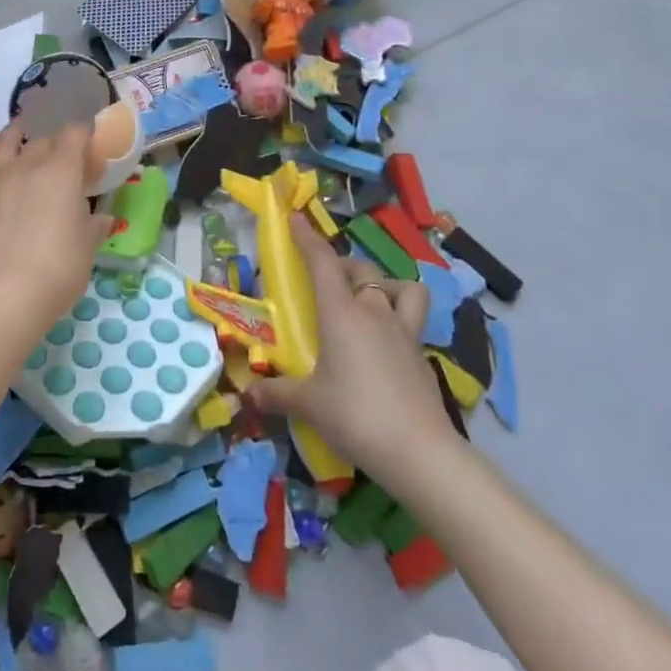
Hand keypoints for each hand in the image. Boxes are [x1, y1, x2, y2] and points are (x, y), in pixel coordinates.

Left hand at [0, 120, 110, 321]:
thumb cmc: (56, 270)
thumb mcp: (86, 250)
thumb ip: (92, 228)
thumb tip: (102, 219)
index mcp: (61, 172)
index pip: (74, 135)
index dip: (83, 135)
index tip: (89, 143)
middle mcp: (25, 167)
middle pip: (40, 142)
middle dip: (52, 143)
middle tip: (59, 155)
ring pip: (0, 148)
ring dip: (9, 137)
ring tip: (15, 131)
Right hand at [249, 215, 455, 473]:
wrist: (420, 452)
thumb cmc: (355, 415)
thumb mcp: (308, 405)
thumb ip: (276, 394)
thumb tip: (248, 395)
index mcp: (341, 313)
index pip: (322, 261)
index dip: (307, 237)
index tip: (295, 218)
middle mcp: (374, 311)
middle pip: (361, 269)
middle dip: (342, 265)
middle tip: (326, 282)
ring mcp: (404, 332)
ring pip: (401, 288)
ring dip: (384, 286)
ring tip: (369, 304)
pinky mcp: (422, 355)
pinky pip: (412, 321)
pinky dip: (399, 320)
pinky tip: (386, 345)